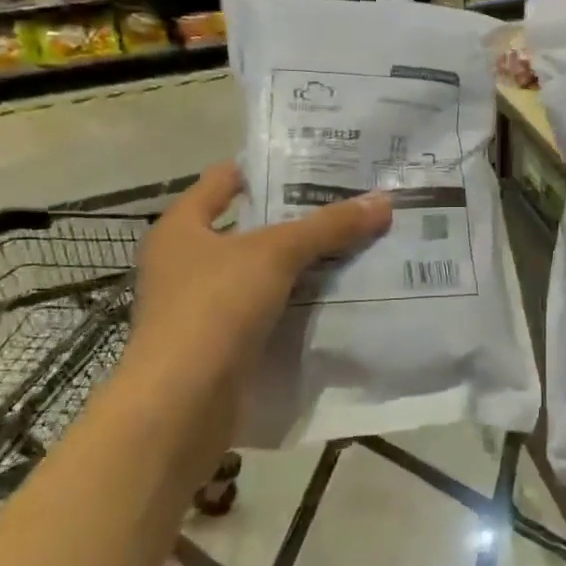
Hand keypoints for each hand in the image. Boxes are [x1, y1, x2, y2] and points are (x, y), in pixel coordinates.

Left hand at [127, 163, 391, 386]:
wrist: (181, 406)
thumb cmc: (214, 308)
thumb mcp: (276, 254)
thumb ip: (328, 226)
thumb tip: (384, 200)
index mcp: (182, 227)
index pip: (227, 178)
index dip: (270, 166)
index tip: (319, 160)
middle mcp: (187, 261)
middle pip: (251, 225)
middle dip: (300, 215)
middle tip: (352, 200)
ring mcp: (203, 305)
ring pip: (264, 270)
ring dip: (304, 261)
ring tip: (357, 241)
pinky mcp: (222, 343)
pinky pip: (269, 308)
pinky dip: (299, 300)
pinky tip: (340, 293)